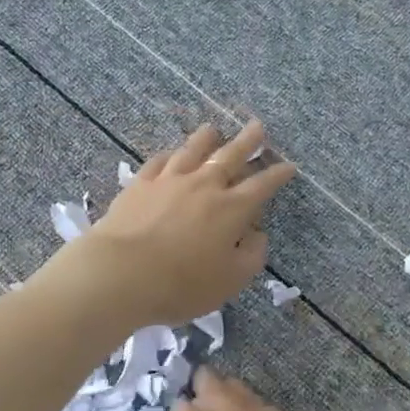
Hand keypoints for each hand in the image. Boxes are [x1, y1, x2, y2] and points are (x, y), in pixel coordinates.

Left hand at [80, 121, 295, 326]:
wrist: (120, 273)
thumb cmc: (181, 284)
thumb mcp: (230, 281)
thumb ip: (251, 256)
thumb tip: (257, 234)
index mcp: (231, 209)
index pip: (262, 186)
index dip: (278, 174)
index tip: (289, 165)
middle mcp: (204, 186)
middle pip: (230, 156)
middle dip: (248, 141)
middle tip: (258, 126)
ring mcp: (169, 181)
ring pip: (193, 151)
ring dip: (207, 138)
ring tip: (214, 129)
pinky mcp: (140, 184)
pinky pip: (159, 162)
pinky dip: (170, 155)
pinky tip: (171, 154)